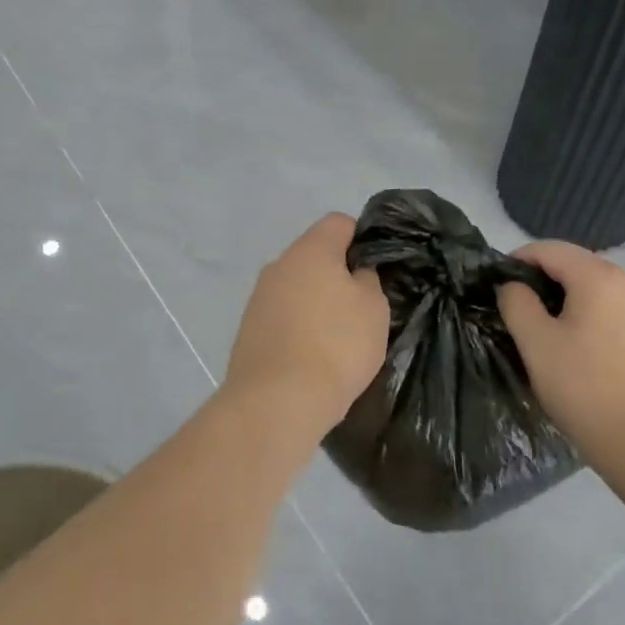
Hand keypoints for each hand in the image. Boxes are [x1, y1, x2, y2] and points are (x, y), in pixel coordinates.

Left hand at [222, 214, 390, 436]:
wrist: (277, 401)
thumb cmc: (336, 345)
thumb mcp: (374, 307)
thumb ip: (368, 279)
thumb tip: (355, 272)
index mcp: (310, 249)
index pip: (339, 223)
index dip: (362, 240)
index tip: (376, 271)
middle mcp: (279, 264)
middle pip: (315, 256)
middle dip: (338, 276)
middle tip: (361, 308)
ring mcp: (258, 297)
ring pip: (297, 288)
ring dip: (316, 304)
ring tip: (338, 339)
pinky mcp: (248, 329)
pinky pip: (282, 317)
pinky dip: (298, 328)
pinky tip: (313, 356)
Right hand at [497, 240, 624, 461]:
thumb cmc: (587, 389)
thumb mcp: (536, 344)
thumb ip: (516, 303)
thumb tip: (514, 286)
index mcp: (599, 276)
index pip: (549, 249)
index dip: (517, 260)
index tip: (496, 287)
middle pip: (576, 268)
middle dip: (543, 284)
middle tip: (518, 317)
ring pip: (598, 294)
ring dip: (568, 305)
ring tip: (548, 340)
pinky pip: (617, 316)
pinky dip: (592, 323)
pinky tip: (582, 356)